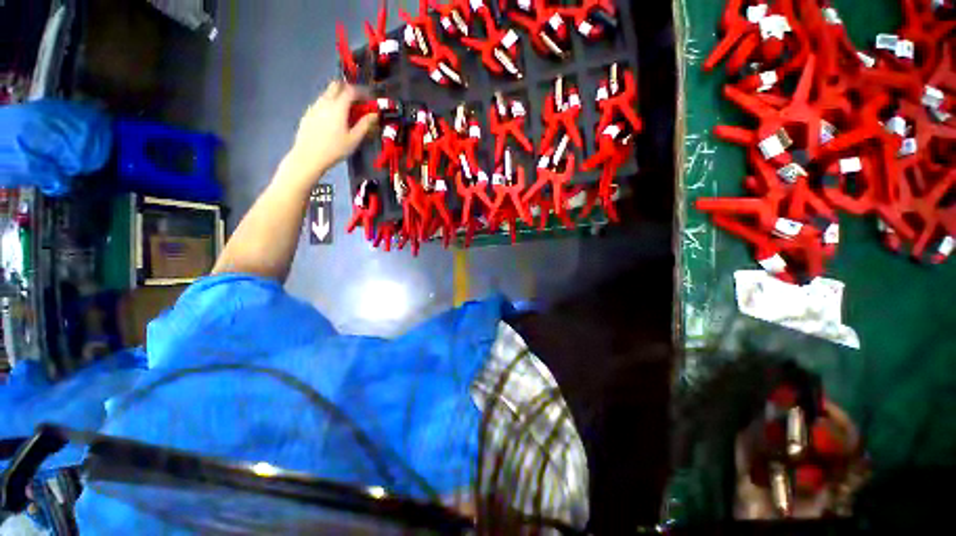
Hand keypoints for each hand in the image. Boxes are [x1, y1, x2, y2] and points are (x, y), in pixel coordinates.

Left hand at [286, 80, 378, 180]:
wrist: (309, 156)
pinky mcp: (308, 113)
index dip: (361, 92)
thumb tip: (374, 115)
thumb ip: (364, 125)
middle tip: (357, 101)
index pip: (351, 90)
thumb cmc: (335, 149)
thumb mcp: (354, 139)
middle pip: (336, 86)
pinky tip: (333, 119)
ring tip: (346, 111)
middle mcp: (325, 102)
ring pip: (327, 93)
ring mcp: (314, 106)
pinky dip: (330, 104)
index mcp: (338, 107)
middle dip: (348, 89)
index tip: (368, 99)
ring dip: (338, 96)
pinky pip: (321, 103)